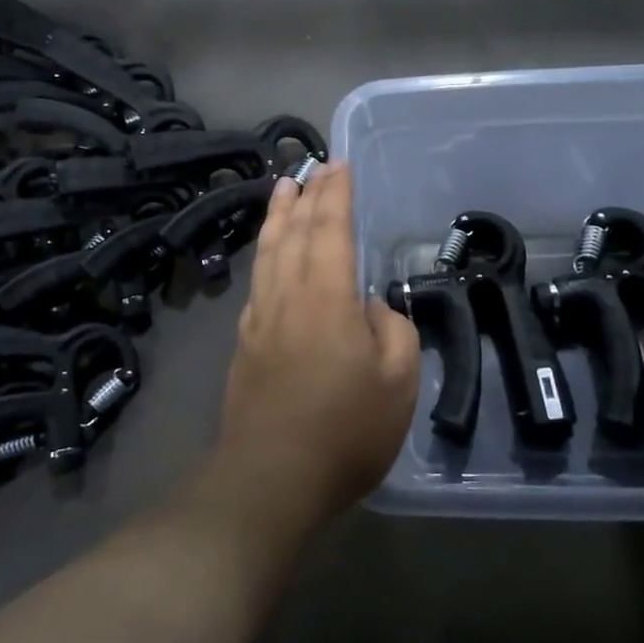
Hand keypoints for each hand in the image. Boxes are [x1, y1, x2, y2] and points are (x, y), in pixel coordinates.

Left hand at [216, 163, 419, 524]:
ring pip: (269, 250)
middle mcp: (289, 295)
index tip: (340, 166)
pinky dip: (264, 252)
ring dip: (277, 214)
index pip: (331, 228)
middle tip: (314, 167)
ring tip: (283, 186)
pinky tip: (268, 252)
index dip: (336, 194)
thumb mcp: (398, 382)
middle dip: (307, 194)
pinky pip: (257, 279)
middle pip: (296, 231)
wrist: (272, 476)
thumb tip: (368, 307)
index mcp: (327, 297)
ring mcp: (261, 317)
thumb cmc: (346, 430)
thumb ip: (391, 330)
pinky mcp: (245, 341)